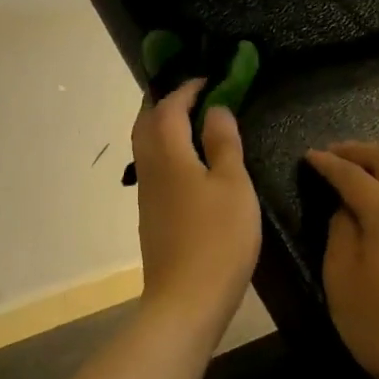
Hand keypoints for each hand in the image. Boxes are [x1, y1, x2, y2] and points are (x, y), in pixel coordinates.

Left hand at [132, 80, 260, 330]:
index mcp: (168, 154)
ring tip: (190, 120)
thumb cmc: (217, 238)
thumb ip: (223, 143)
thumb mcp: (233, 185)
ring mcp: (146, 193)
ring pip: (145, 145)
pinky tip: (187, 160)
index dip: (186, 89)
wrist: (186, 300)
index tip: (207, 78)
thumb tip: (215, 109)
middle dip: (164, 102)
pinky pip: (153, 166)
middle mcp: (149, 167)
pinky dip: (166, 149)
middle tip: (191, 93)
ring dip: (162, 125)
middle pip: (146, 122)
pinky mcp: (150, 214)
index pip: (169, 108)